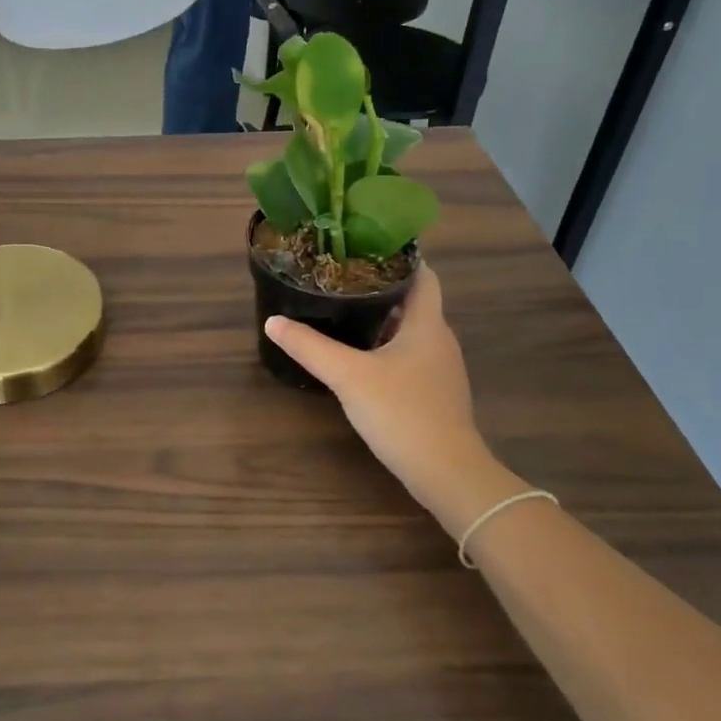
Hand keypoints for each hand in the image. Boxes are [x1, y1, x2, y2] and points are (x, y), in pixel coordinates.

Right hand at [263, 268, 521, 537]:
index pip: (423, 275)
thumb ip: (310, 347)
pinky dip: (387, 347)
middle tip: (342, 278)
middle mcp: (439, 339)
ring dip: (383, 319)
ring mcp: (440, 369)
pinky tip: (360, 357)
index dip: (400, 257)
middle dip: (381, 287)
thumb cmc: (402, 412)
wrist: (447, 472)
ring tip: (345, 311)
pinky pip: (410, 356)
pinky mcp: (434, 393)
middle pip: (414, 301)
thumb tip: (274, 322)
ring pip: (411, 331)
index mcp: (426, 324)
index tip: (365, 247)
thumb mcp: (348, 376)